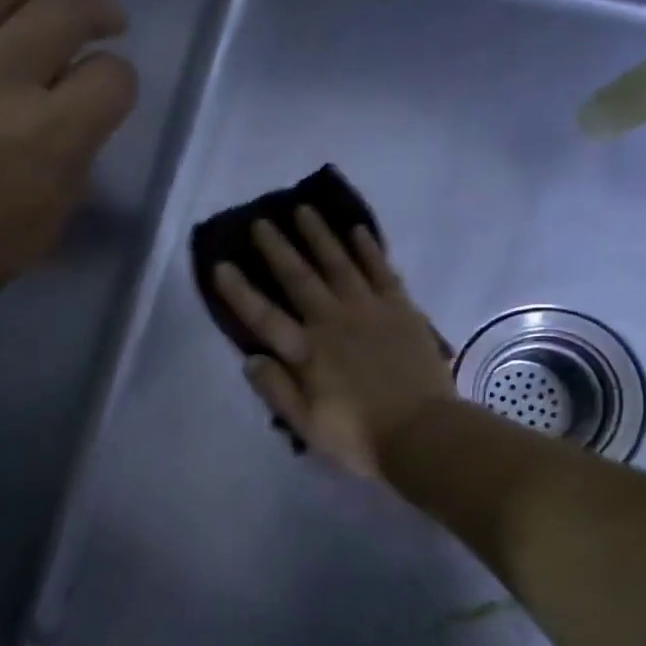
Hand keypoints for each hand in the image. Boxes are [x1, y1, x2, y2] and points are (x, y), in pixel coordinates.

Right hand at [212, 209, 457, 478]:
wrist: (424, 434)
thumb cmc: (360, 437)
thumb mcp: (307, 426)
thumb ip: (277, 390)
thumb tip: (250, 358)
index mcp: (306, 352)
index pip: (263, 316)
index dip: (239, 292)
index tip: (220, 265)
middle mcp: (333, 321)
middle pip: (299, 277)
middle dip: (277, 248)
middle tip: (261, 221)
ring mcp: (369, 310)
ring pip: (338, 263)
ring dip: (319, 235)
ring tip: (304, 209)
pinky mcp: (400, 308)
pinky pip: (380, 270)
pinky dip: (368, 248)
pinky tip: (357, 230)